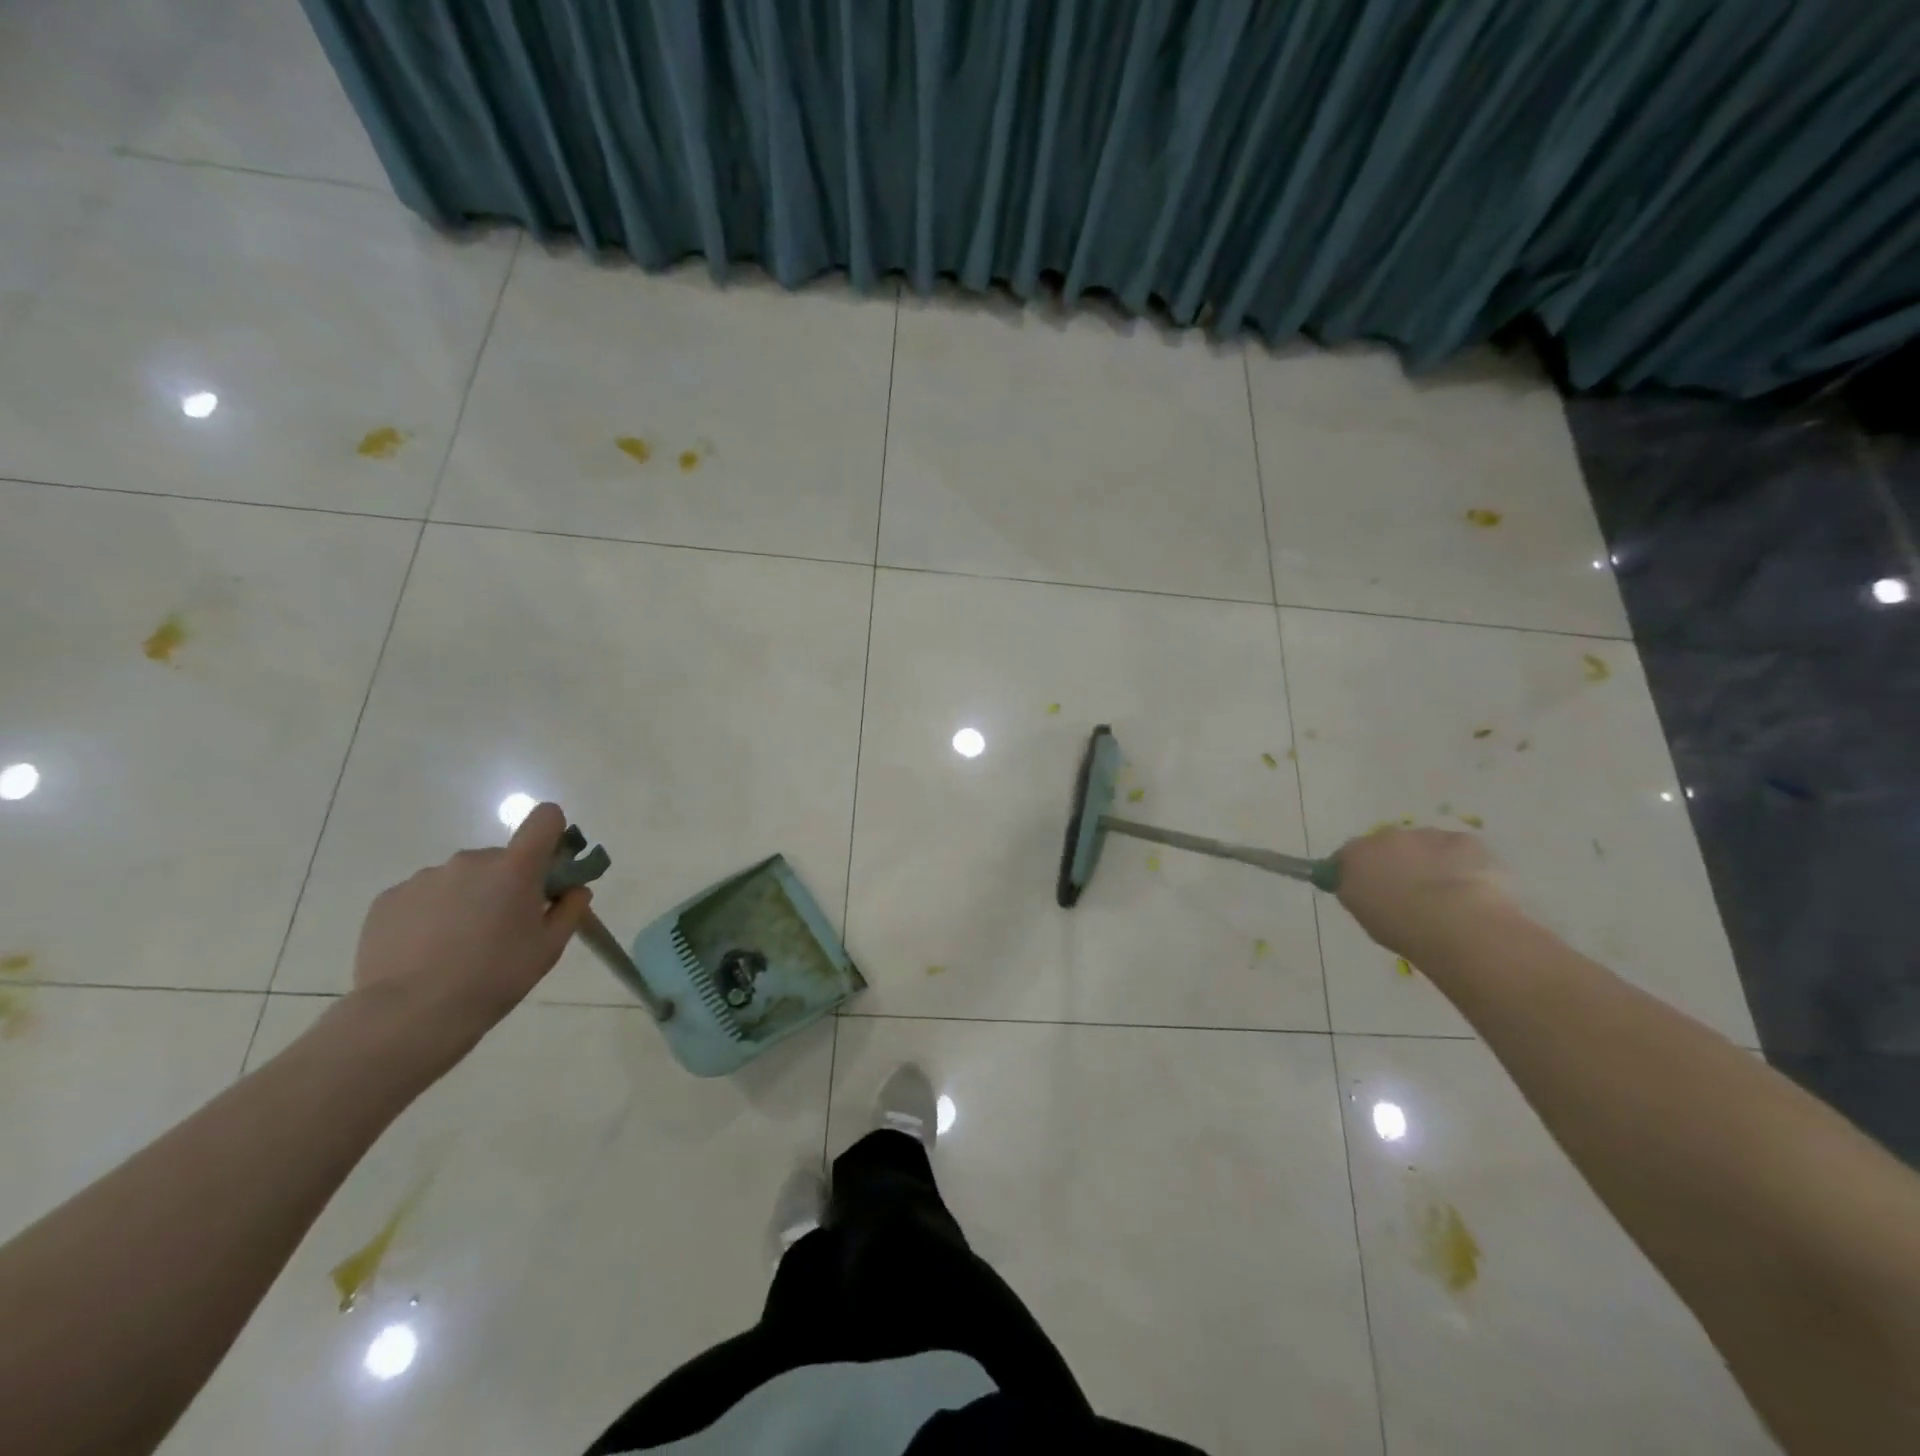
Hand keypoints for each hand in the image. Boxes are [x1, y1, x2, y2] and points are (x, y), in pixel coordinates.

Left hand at [350, 803, 591, 1052]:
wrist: (410, 1015)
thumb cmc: (494, 978)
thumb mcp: (549, 948)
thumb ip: (569, 910)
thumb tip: (573, 889)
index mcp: (515, 868)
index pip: (544, 819)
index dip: (552, 835)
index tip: (549, 868)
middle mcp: (470, 861)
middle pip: (501, 858)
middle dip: (507, 883)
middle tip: (502, 927)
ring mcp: (425, 877)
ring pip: (461, 878)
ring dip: (468, 899)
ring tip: (457, 946)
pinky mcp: (389, 898)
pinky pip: (424, 896)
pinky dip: (431, 914)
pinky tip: (426, 951)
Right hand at [1333, 827, 1515, 958]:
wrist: (1456, 921)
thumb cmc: (1401, 926)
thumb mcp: (1364, 915)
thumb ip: (1358, 893)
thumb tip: (1362, 887)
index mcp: (1354, 856)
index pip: (1346, 858)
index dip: (1356, 872)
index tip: (1366, 890)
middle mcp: (1385, 837)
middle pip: (1386, 846)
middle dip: (1395, 862)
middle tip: (1408, 892)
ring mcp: (1425, 835)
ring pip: (1423, 845)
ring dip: (1428, 861)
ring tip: (1444, 894)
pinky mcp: (1463, 839)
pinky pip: (1458, 849)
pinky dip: (1460, 863)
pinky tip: (1469, 887)